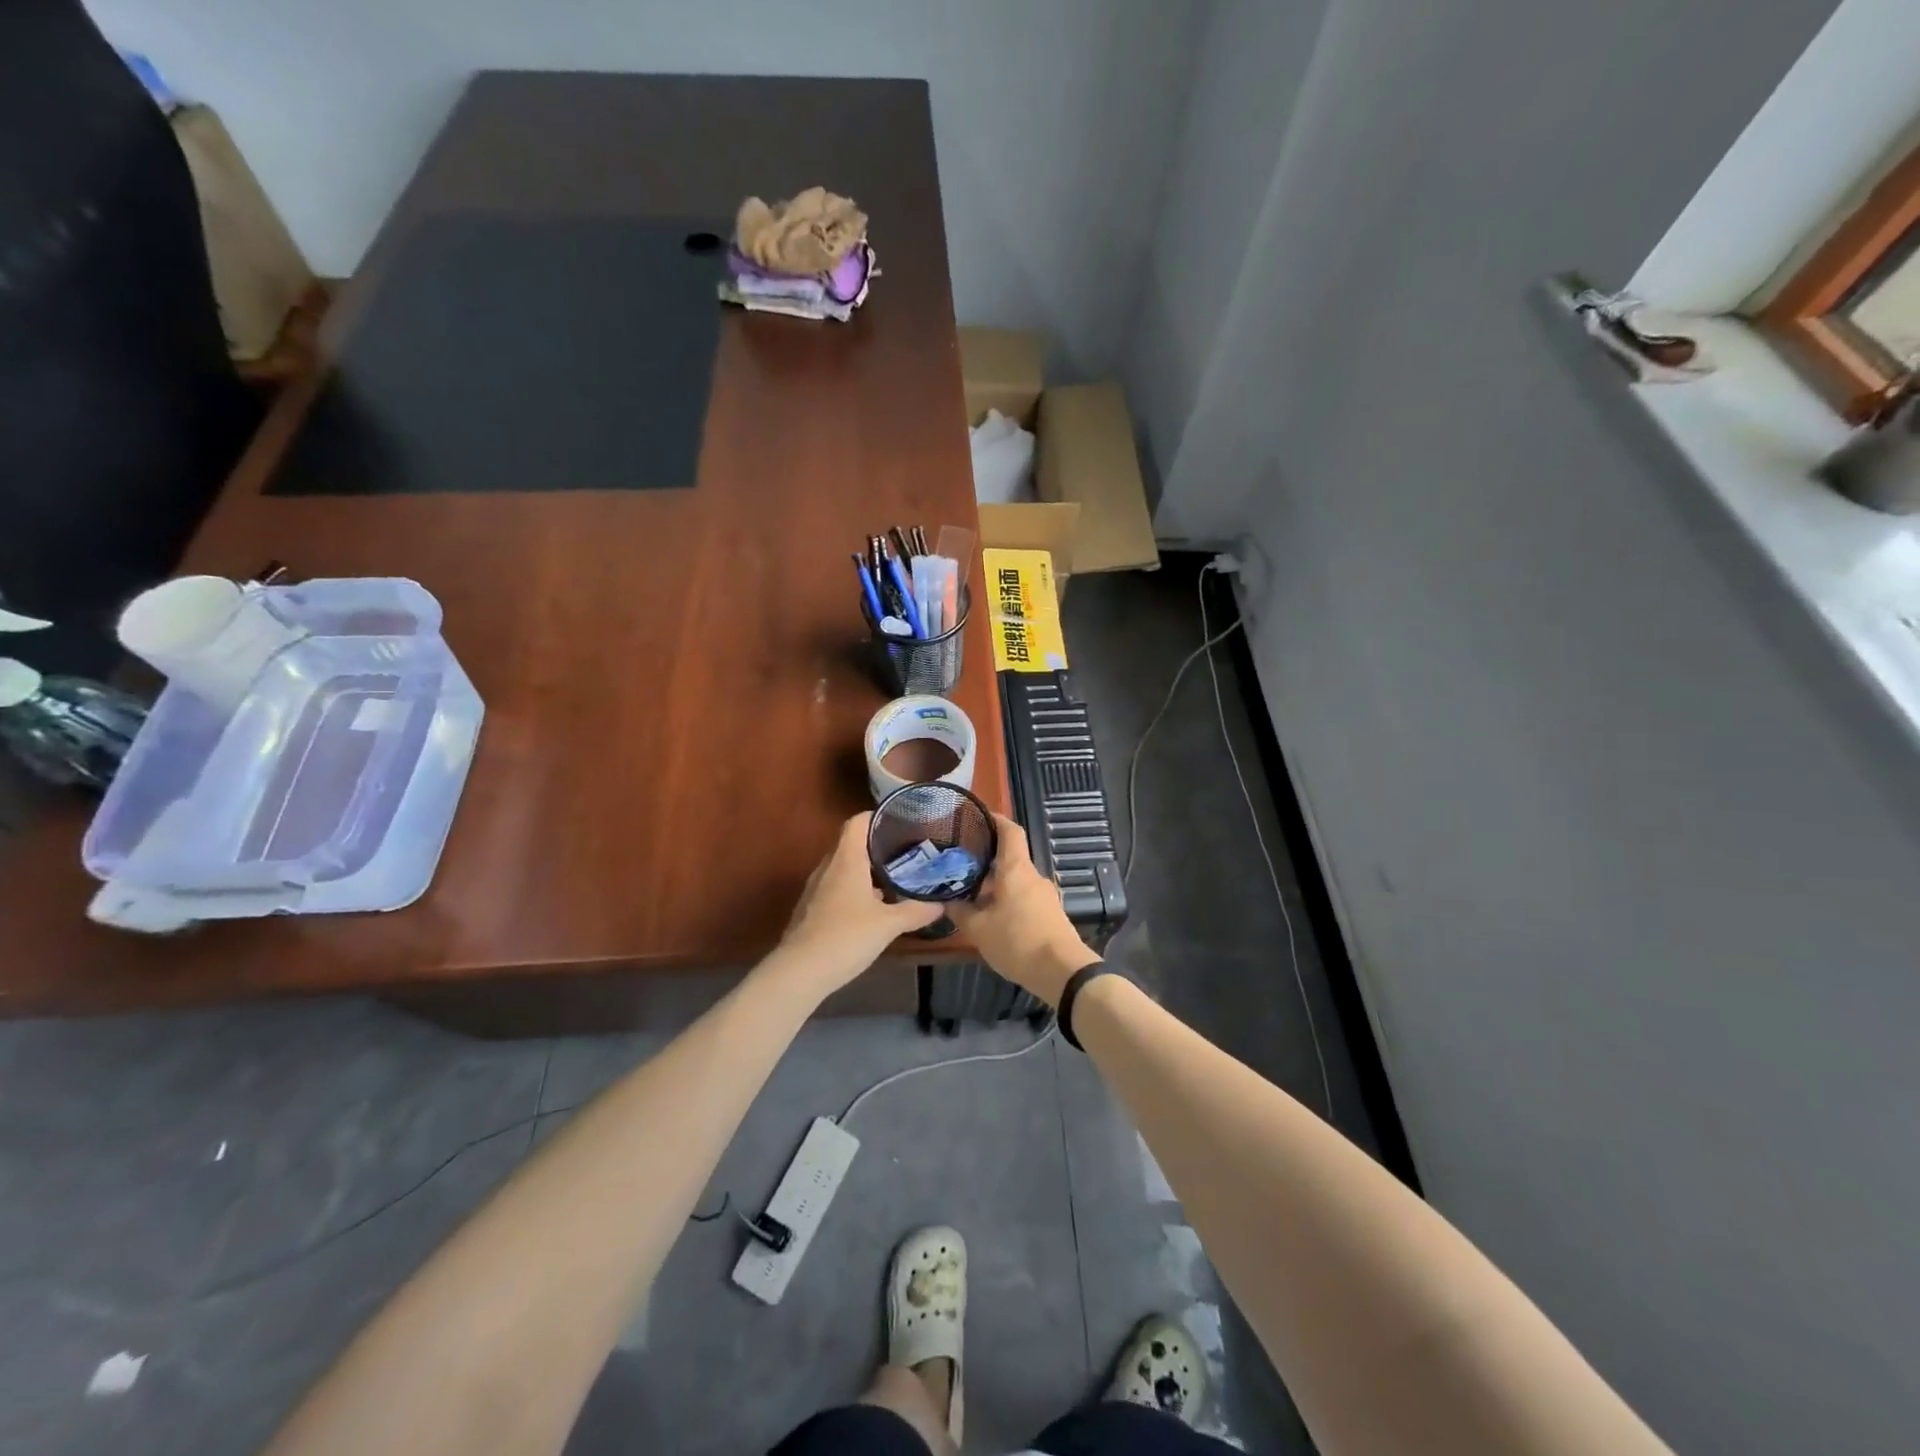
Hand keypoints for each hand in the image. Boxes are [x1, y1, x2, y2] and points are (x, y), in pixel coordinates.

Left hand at [775, 813, 943, 990]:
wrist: (800, 972)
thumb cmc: (846, 937)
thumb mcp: (889, 925)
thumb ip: (916, 911)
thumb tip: (940, 904)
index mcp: (846, 860)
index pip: (857, 823)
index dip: (876, 817)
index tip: (899, 823)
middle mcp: (827, 867)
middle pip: (850, 845)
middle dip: (875, 847)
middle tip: (903, 854)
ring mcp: (815, 889)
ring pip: (842, 869)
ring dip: (864, 871)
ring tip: (891, 882)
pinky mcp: (810, 910)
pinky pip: (834, 889)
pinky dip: (852, 891)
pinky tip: (870, 910)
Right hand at [950, 814, 1100, 1003]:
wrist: (1062, 972)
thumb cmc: (1017, 941)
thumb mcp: (979, 929)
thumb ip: (960, 912)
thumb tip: (946, 900)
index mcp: (1016, 869)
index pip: (1010, 831)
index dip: (996, 819)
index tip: (978, 816)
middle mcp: (1033, 876)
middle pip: (1010, 858)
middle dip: (987, 859)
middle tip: (961, 863)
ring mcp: (1045, 895)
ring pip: (1016, 880)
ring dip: (996, 883)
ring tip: (972, 893)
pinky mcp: (1050, 914)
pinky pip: (1025, 897)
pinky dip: (1008, 899)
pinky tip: (992, 915)